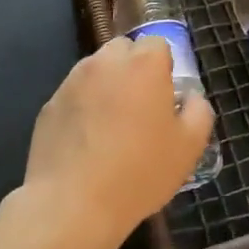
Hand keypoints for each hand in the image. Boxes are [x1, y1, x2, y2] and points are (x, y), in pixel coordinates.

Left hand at [20, 36, 214, 248]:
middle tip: (140, 109)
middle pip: (123, 50)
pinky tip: (87, 144)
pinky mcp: (49, 105)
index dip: (163, 68)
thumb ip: (199, 112)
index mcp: (143, 64)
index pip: (157, 44)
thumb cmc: (139, 172)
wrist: (72, 204)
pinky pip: (74, 96)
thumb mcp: (189, 147)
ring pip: (96, 71)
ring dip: (107, 87)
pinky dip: (83, 108)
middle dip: (133, 69)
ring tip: (111, 128)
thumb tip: (190, 99)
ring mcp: (72, 81)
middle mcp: (105, 62)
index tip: (165, 99)